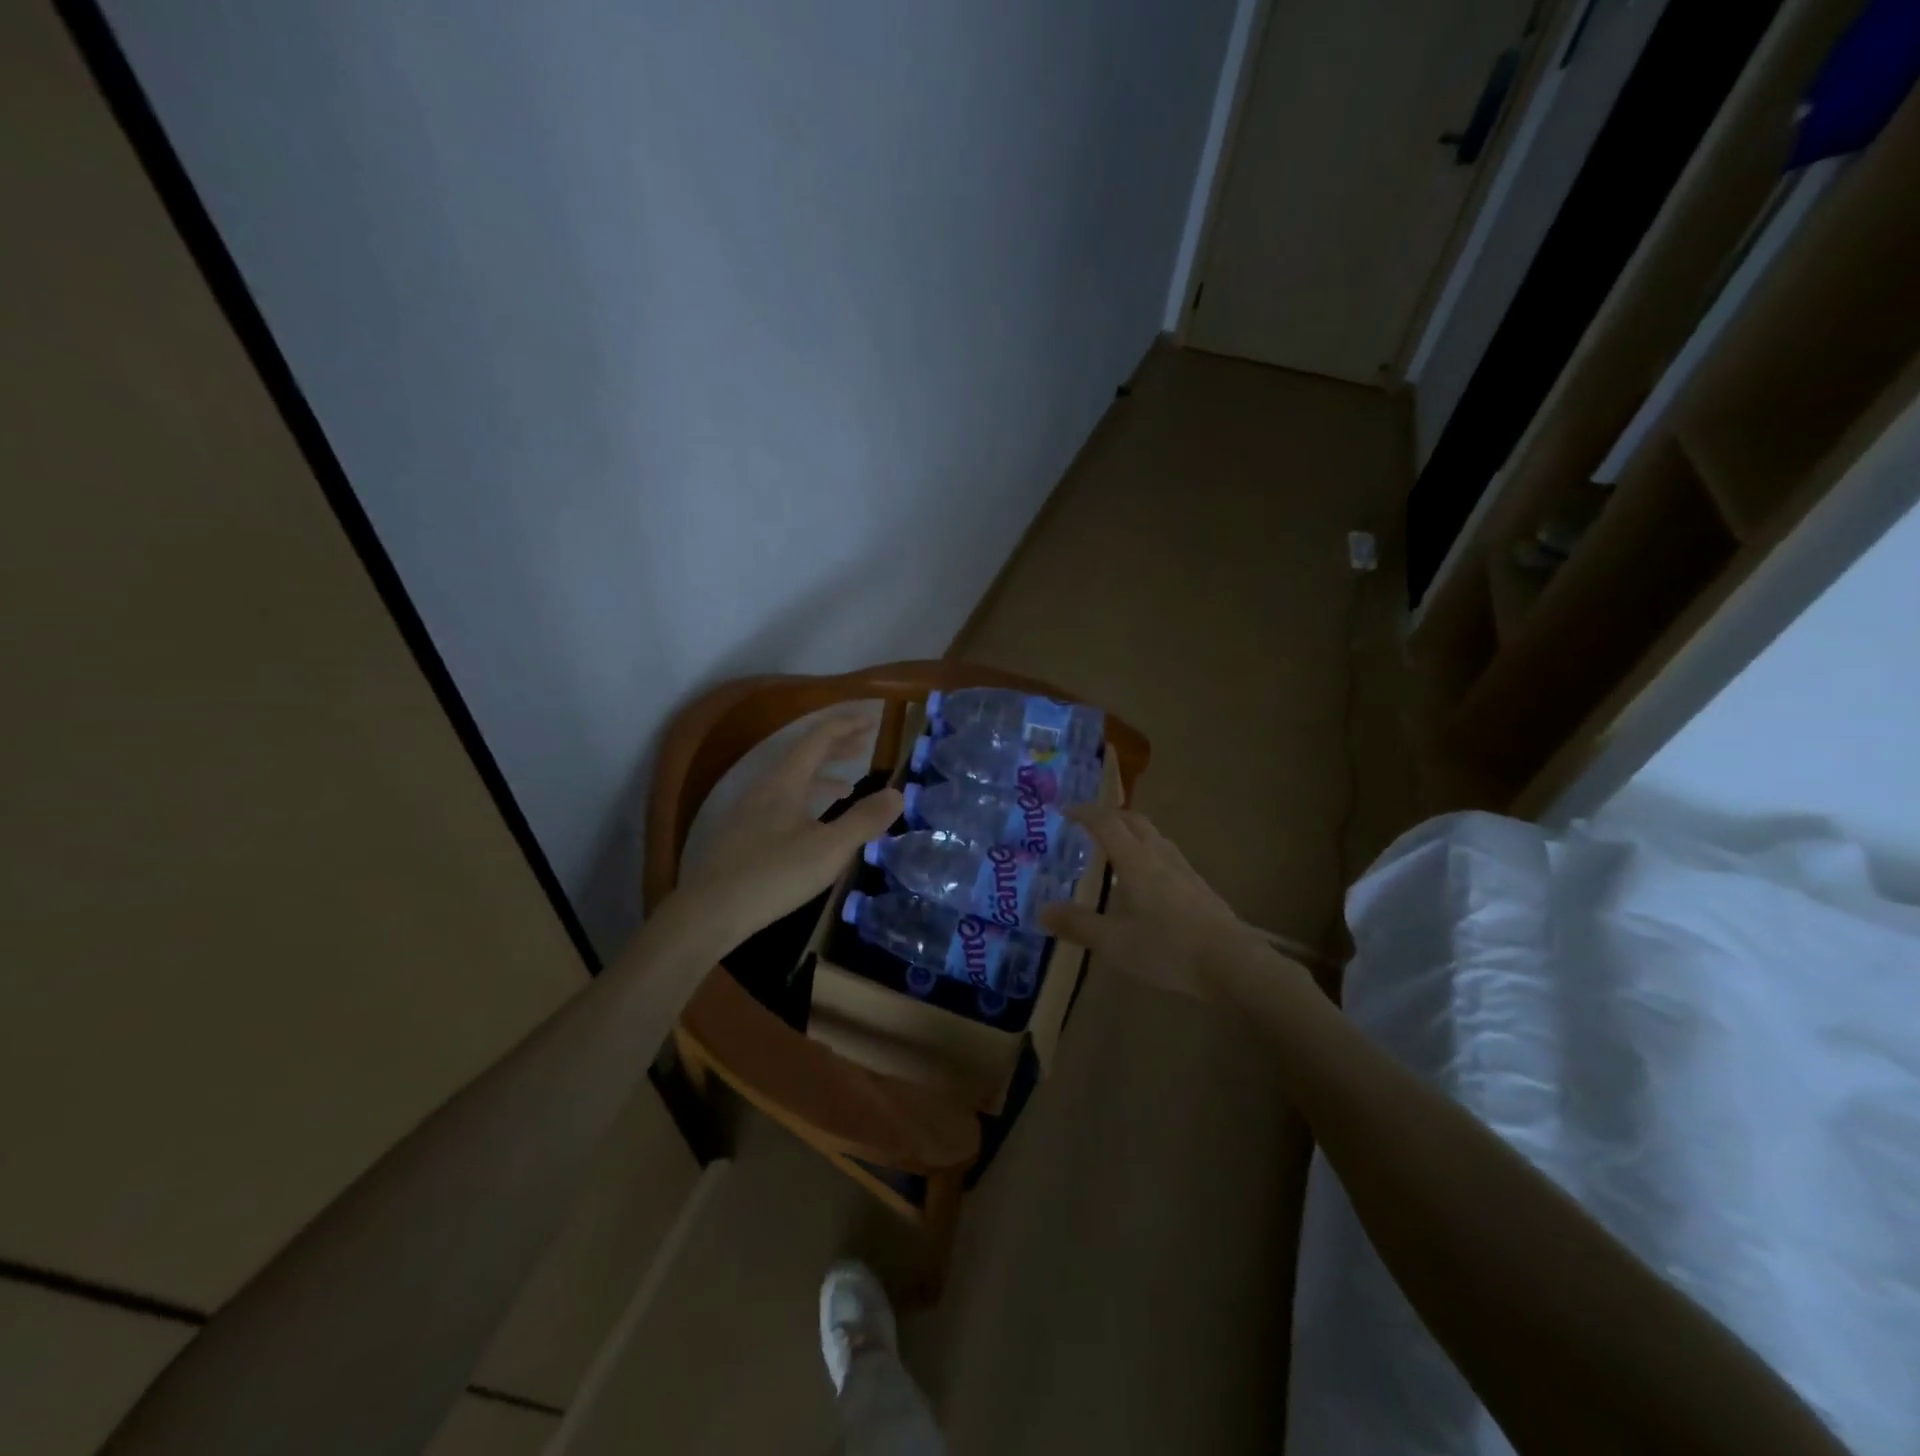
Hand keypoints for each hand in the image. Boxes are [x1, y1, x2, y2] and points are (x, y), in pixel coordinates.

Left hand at [670, 711, 903, 951]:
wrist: (709, 911)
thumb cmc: (773, 875)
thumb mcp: (829, 849)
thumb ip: (864, 820)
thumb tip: (898, 794)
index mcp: (785, 781)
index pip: (818, 738)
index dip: (847, 725)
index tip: (872, 720)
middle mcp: (766, 788)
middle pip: (804, 755)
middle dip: (836, 746)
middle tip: (864, 743)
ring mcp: (751, 811)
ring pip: (792, 780)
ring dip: (822, 775)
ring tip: (849, 784)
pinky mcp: (744, 835)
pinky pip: (783, 802)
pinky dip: (807, 801)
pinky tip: (814, 824)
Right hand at [1039, 806, 1269, 999]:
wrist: (1231, 963)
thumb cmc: (1166, 948)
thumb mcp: (1112, 942)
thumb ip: (1077, 925)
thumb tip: (1043, 911)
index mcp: (1136, 861)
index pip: (1107, 824)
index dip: (1086, 813)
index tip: (1067, 810)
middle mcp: (1160, 856)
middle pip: (1135, 822)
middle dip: (1112, 816)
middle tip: (1092, 823)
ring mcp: (1185, 871)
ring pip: (1156, 838)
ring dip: (1134, 834)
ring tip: (1119, 850)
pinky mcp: (1201, 889)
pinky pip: (1169, 859)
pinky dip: (1150, 856)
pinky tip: (1149, 883)